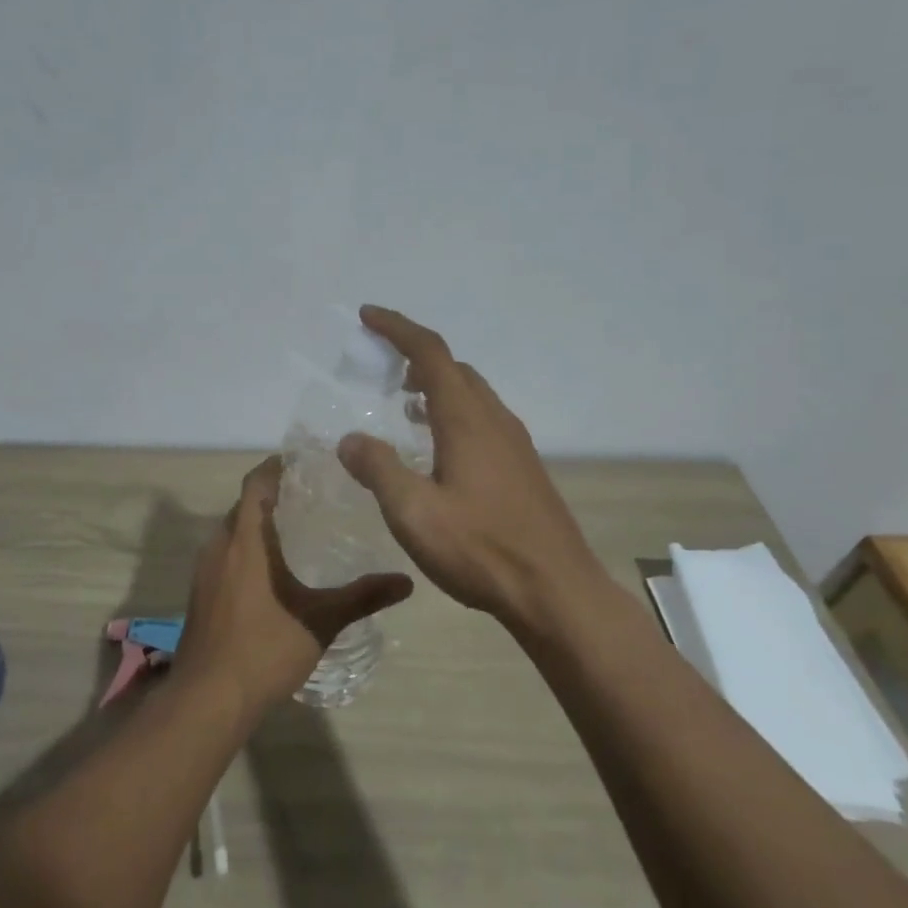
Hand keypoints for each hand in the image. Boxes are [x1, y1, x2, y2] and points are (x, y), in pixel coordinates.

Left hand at [172, 457, 413, 719]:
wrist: (208, 698)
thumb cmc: (265, 649)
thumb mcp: (321, 620)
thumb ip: (363, 596)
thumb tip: (406, 581)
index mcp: (246, 540)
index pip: (256, 483)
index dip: (276, 467)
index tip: (304, 462)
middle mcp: (220, 545)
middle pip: (243, 505)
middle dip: (271, 495)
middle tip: (311, 495)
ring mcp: (204, 571)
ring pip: (231, 531)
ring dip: (256, 523)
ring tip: (294, 529)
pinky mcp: (199, 593)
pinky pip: (223, 554)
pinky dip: (244, 549)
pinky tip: (269, 571)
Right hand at [338, 305, 606, 625]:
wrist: (556, 591)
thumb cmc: (481, 549)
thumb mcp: (414, 513)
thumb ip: (379, 470)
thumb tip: (350, 439)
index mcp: (467, 420)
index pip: (430, 353)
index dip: (398, 329)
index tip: (368, 316)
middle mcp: (494, 420)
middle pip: (454, 368)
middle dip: (416, 355)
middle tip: (382, 363)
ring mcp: (514, 444)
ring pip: (472, 394)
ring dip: (437, 385)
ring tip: (404, 400)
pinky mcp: (523, 468)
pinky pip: (483, 419)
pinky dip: (453, 412)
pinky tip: (438, 447)